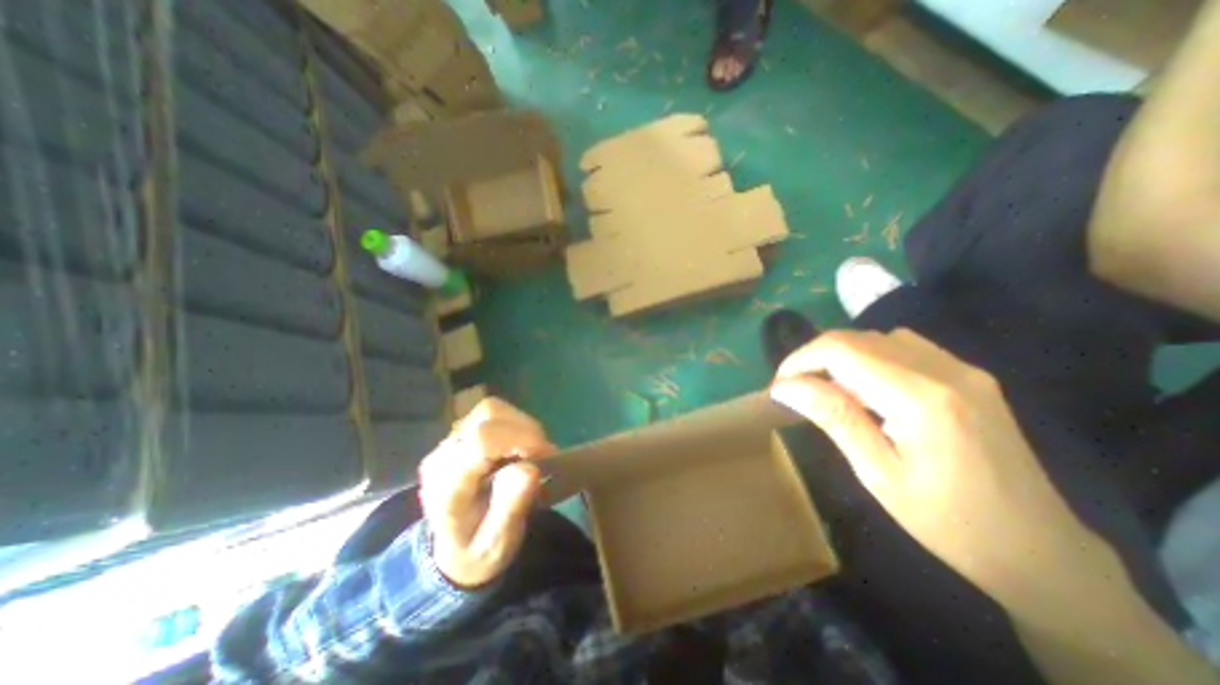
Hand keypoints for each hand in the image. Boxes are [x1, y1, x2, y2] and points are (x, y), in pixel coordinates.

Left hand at [417, 399, 554, 585]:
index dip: (521, 440)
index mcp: (447, 485)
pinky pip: (493, 414)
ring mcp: (451, 441)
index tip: (545, 457)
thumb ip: (510, 508)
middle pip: (488, 416)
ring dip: (522, 425)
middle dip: (526, 431)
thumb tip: (530, 468)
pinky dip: (516, 424)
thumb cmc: (478, 550)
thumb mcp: (497, 545)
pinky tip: (520, 447)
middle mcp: (444, 454)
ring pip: (492, 409)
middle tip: (543, 457)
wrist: (454, 550)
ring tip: (532, 452)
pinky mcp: (462, 434)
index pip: (482, 441)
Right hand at [777, 332, 1102, 605]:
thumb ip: (833, 418)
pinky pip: (903, 347)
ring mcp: (963, 369)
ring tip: (830, 391)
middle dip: (815, 357)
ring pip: (878, 338)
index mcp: (921, 398)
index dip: (800, 359)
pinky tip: (868, 389)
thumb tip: (785, 386)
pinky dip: (870, 358)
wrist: (1041, 551)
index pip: (840, 350)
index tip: (780, 386)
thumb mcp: (878, 474)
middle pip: (857, 338)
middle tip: (797, 390)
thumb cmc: (949, 523)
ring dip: (842, 356)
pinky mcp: (969, 375)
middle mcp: (944, 370)